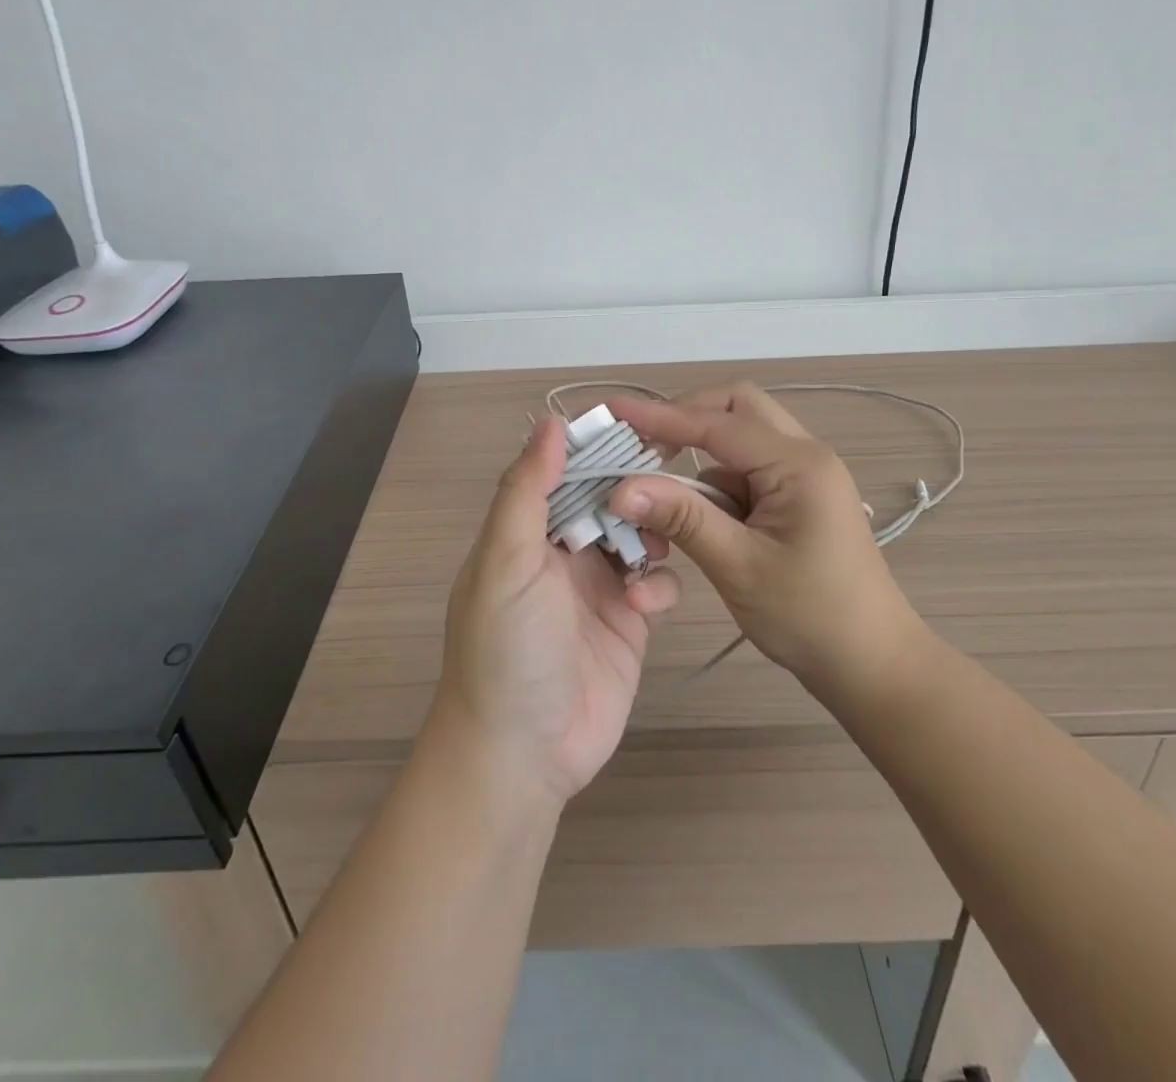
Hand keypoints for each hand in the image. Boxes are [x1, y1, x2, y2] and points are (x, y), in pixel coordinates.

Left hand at [433, 418, 680, 802]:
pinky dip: (660, 584)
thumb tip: (550, 422)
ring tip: (654, 544)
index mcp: (526, 531)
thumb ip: (527, 491)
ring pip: (638, 535)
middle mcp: (563, 552)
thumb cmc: (507, 647)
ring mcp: (599, 587)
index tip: (637, 424)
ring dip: (651, 532)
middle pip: (607, 500)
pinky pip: (657, 584)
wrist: (522, 753)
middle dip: (634, 488)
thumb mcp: (505, 561)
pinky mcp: (629, 622)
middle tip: (670, 474)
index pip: (563, 471)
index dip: (595, 448)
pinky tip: (646, 602)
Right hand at [605, 384, 918, 689]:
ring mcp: (803, 476)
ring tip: (659, 496)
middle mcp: (804, 456)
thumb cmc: (811, 617)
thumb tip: (621, 488)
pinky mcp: (796, 499)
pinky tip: (696, 521)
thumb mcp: (738, 566)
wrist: (872, 665)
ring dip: (698, 459)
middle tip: (642, 446)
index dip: (662, 417)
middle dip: (686, 420)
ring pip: (739, 442)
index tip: (614, 411)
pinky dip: (715, 487)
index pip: (718, 423)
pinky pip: (746, 473)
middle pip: (736, 410)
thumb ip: (682, 518)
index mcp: (798, 463)